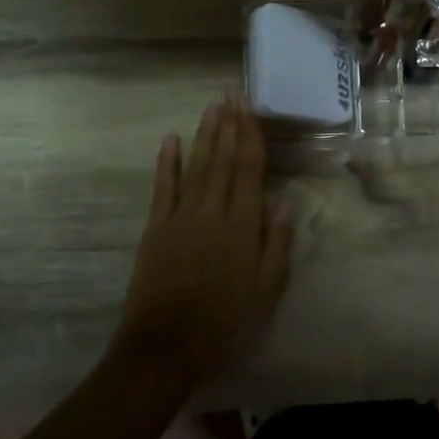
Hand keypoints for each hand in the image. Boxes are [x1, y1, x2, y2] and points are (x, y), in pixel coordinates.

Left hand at [111, 95, 292, 393]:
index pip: (248, 170)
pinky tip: (171, 139)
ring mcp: (180, 217)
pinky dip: (167, 162)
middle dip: (228, 124)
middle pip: (223, 160)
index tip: (249, 108)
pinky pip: (162, 188)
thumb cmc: (224, 323)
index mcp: (241, 226)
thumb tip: (284, 201)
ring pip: (197, 166)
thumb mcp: (266, 291)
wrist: (165, 346)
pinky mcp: (155, 228)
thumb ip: (276, 244)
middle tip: (230, 92)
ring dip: (205, 134)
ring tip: (212, 107)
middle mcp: (212, 212)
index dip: (250, 136)